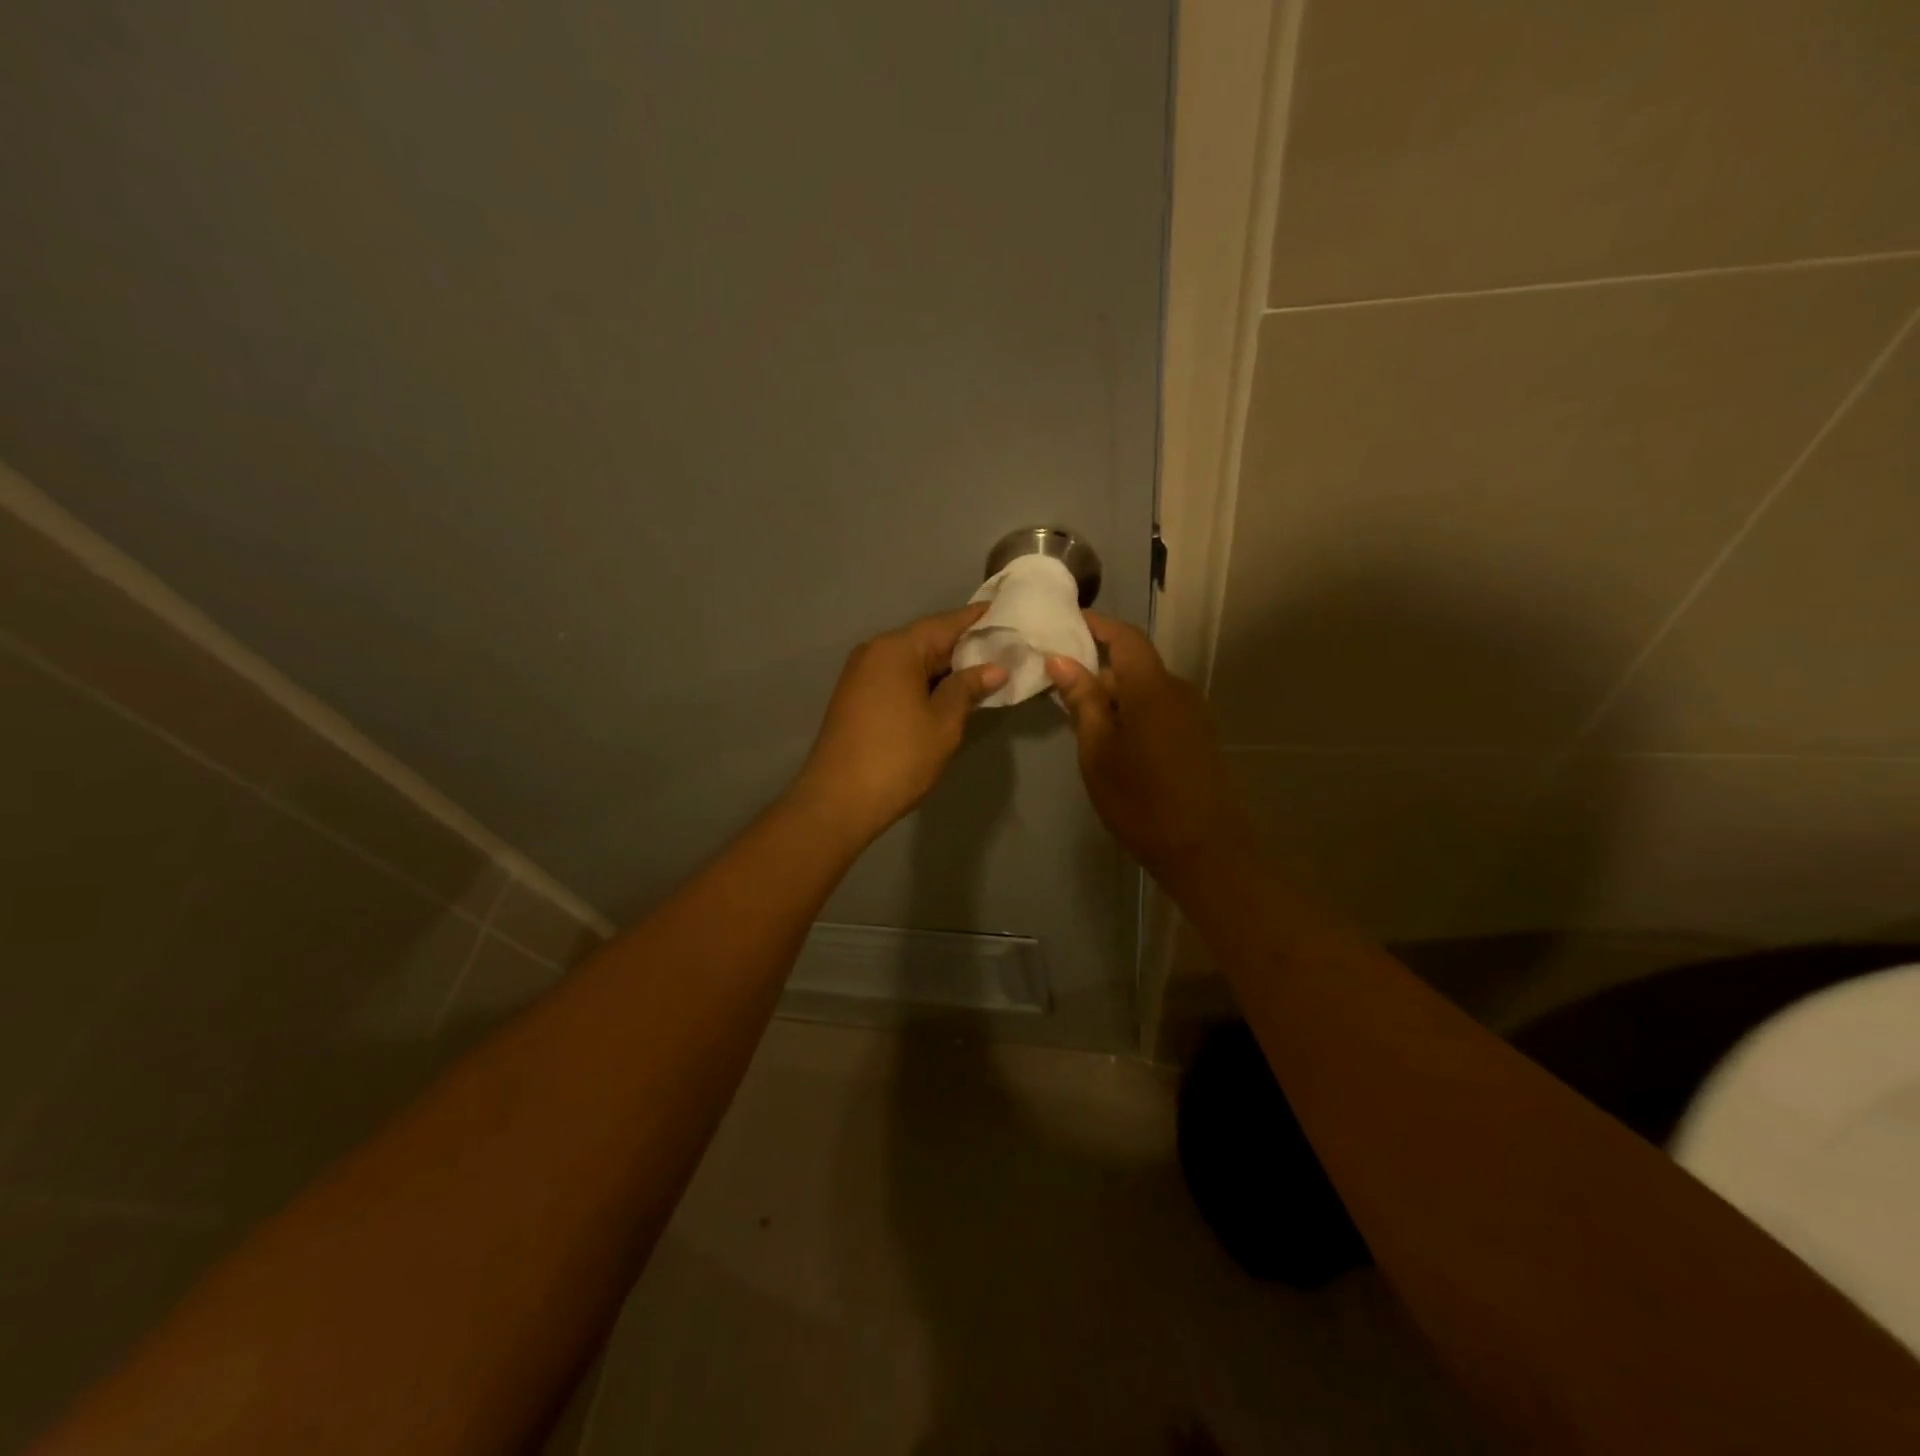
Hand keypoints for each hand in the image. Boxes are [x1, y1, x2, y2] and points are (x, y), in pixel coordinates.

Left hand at [790, 605, 1007, 846]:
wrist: (839, 801)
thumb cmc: (898, 757)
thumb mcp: (943, 723)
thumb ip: (967, 689)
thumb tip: (993, 668)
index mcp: (897, 649)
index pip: (944, 624)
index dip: (975, 619)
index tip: (1002, 610)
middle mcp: (874, 652)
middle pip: (926, 640)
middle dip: (961, 645)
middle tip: (1001, 647)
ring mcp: (860, 674)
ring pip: (911, 661)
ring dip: (942, 666)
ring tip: (981, 671)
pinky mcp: (855, 697)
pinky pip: (896, 677)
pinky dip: (922, 681)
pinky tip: (946, 692)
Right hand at [1045, 612, 1256, 893]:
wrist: (1205, 850)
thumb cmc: (1140, 800)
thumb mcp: (1097, 751)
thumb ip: (1081, 701)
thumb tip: (1060, 660)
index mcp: (1151, 686)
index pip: (1125, 637)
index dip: (1097, 625)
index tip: (1066, 624)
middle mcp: (1177, 689)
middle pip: (1133, 664)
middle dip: (1097, 670)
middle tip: (1059, 690)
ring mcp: (1193, 713)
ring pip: (1145, 689)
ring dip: (1114, 696)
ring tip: (1081, 723)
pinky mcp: (1198, 735)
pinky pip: (1159, 709)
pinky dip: (1132, 713)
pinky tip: (1113, 743)